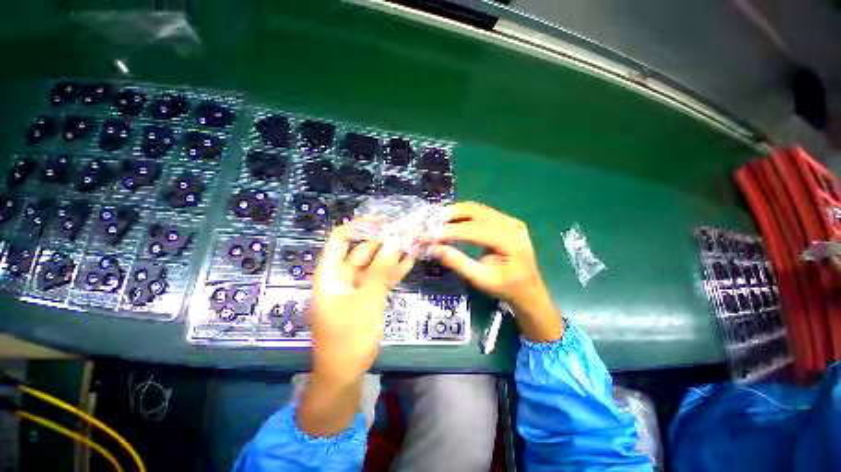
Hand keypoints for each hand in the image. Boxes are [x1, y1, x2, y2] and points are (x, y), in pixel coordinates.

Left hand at [298, 223, 415, 435]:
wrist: (346, 371)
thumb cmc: (349, 335)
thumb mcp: (366, 299)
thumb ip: (381, 269)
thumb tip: (395, 241)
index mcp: (331, 272)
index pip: (341, 239)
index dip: (360, 226)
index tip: (383, 221)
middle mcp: (343, 275)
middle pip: (363, 249)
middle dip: (385, 239)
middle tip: (408, 230)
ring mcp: (358, 285)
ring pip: (376, 263)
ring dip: (394, 253)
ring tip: (414, 239)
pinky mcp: (370, 295)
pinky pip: (383, 277)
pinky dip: (395, 269)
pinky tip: (411, 258)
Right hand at [428, 202, 562, 341]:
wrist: (528, 289)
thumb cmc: (506, 288)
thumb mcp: (480, 279)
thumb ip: (457, 262)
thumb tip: (433, 248)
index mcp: (509, 240)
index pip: (473, 229)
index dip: (448, 231)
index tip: (426, 234)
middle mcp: (511, 223)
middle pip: (474, 211)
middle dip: (448, 215)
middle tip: (429, 222)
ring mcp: (509, 219)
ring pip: (475, 208)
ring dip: (454, 212)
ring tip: (435, 220)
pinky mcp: (505, 220)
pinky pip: (480, 212)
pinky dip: (462, 214)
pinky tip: (450, 220)